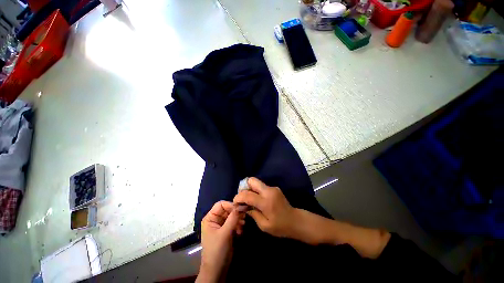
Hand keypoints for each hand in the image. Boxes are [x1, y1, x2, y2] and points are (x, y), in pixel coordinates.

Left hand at [197, 201, 244, 282]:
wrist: (217, 269)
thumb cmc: (217, 250)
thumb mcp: (225, 233)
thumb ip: (232, 218)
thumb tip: (240, 205)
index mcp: (210, 218)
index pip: (221, 204)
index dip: (230, 205)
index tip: (240, 210)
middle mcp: (215, 219)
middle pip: (227, 209)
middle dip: (236, 213)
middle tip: (244, 217)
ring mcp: (221, 225)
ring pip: (232, 216)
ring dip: (238, 219)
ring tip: (243, 225)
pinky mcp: (226, 230)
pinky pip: (234, 222)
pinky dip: (238, 225)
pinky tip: (240, 231)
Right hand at [233, 177, 295, 238]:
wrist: (295, 221)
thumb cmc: (280, 227)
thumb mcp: (264, 225)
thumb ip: (252, 213)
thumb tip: (241, 207)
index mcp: (266, 202)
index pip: (248, 194)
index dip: (238, 197)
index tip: (235, 203)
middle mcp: (268, 191)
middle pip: (252, 180)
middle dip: (243, 187)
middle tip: (242, 198)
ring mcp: (272, 188)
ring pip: (256, 182)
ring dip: (249, 189)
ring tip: (248, 200)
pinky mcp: (274, 188)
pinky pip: (261, 186)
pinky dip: (255, 191)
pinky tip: (257, 200)